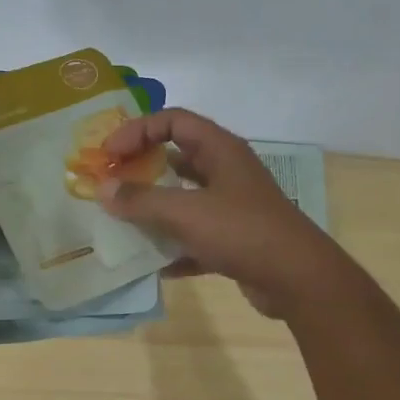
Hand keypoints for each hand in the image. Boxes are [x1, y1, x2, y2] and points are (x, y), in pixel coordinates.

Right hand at [95, 108, 345, 317]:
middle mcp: (227, 172)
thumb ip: (141, 200)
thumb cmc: (242, 231)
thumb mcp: (186, 212)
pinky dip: (176, 248)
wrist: (296, 278)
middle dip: (142, 169)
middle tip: (111, 184)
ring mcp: (233, 207)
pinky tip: (155, 265)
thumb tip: (103, 189)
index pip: (173, 121)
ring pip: (185, 200)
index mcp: (221, 150)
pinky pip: (196, 238)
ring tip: (123, 222)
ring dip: (156, 210)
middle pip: (178, 158)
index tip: (109, 154)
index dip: (137, 130)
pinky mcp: (235, 241)